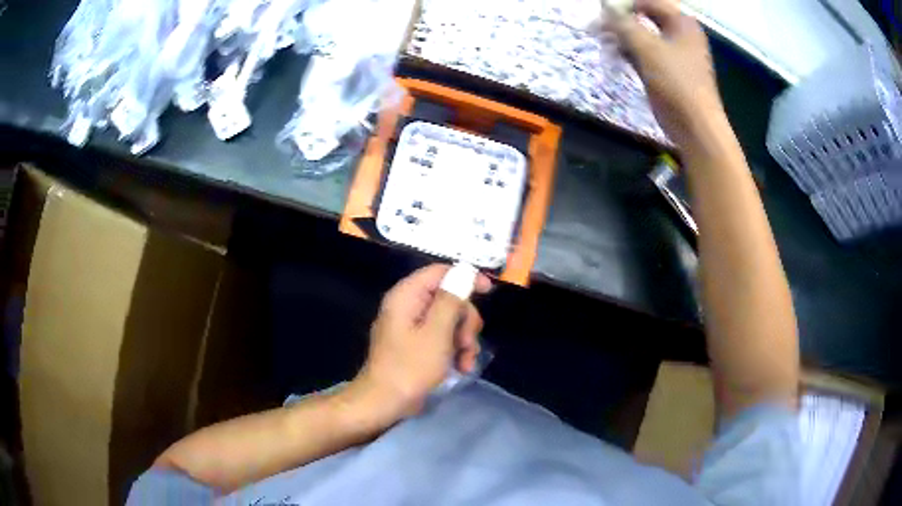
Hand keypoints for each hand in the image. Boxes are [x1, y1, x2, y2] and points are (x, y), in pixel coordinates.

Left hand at [354, 264, 491, 419]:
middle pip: (448, 297)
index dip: (466, 278)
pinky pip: (441, 336)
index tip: (488, 292)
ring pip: (449, 319)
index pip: (440, 272)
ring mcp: (411, 326)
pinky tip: (461, 367)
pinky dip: (454, 349)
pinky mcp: (415, 344)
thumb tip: (465, 271)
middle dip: (465, 320)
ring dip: (463, 339)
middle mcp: (408, 305)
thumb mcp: (436, 333)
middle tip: (467, 343)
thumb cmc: (410, 368)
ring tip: (466, 362)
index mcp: (407, 296)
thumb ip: (451, 300)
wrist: (384, 403)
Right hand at [611, 0, 724, 145]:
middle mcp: (680, 34)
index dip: (625, 4)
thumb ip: (624, 24)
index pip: (649, 2)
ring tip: (604, 39)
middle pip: (646, 16)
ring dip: (623, 35)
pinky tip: (616, 53)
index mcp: (682, 23)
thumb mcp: (647, 48)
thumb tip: (605, 5)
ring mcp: (675, 53)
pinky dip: (630, 51)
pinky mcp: (668, 71)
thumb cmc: (676, 82)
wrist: (695, 127)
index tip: (602, 11)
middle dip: (622, 19)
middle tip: (599, 25)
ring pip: (644, 34)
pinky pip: (645, 52)